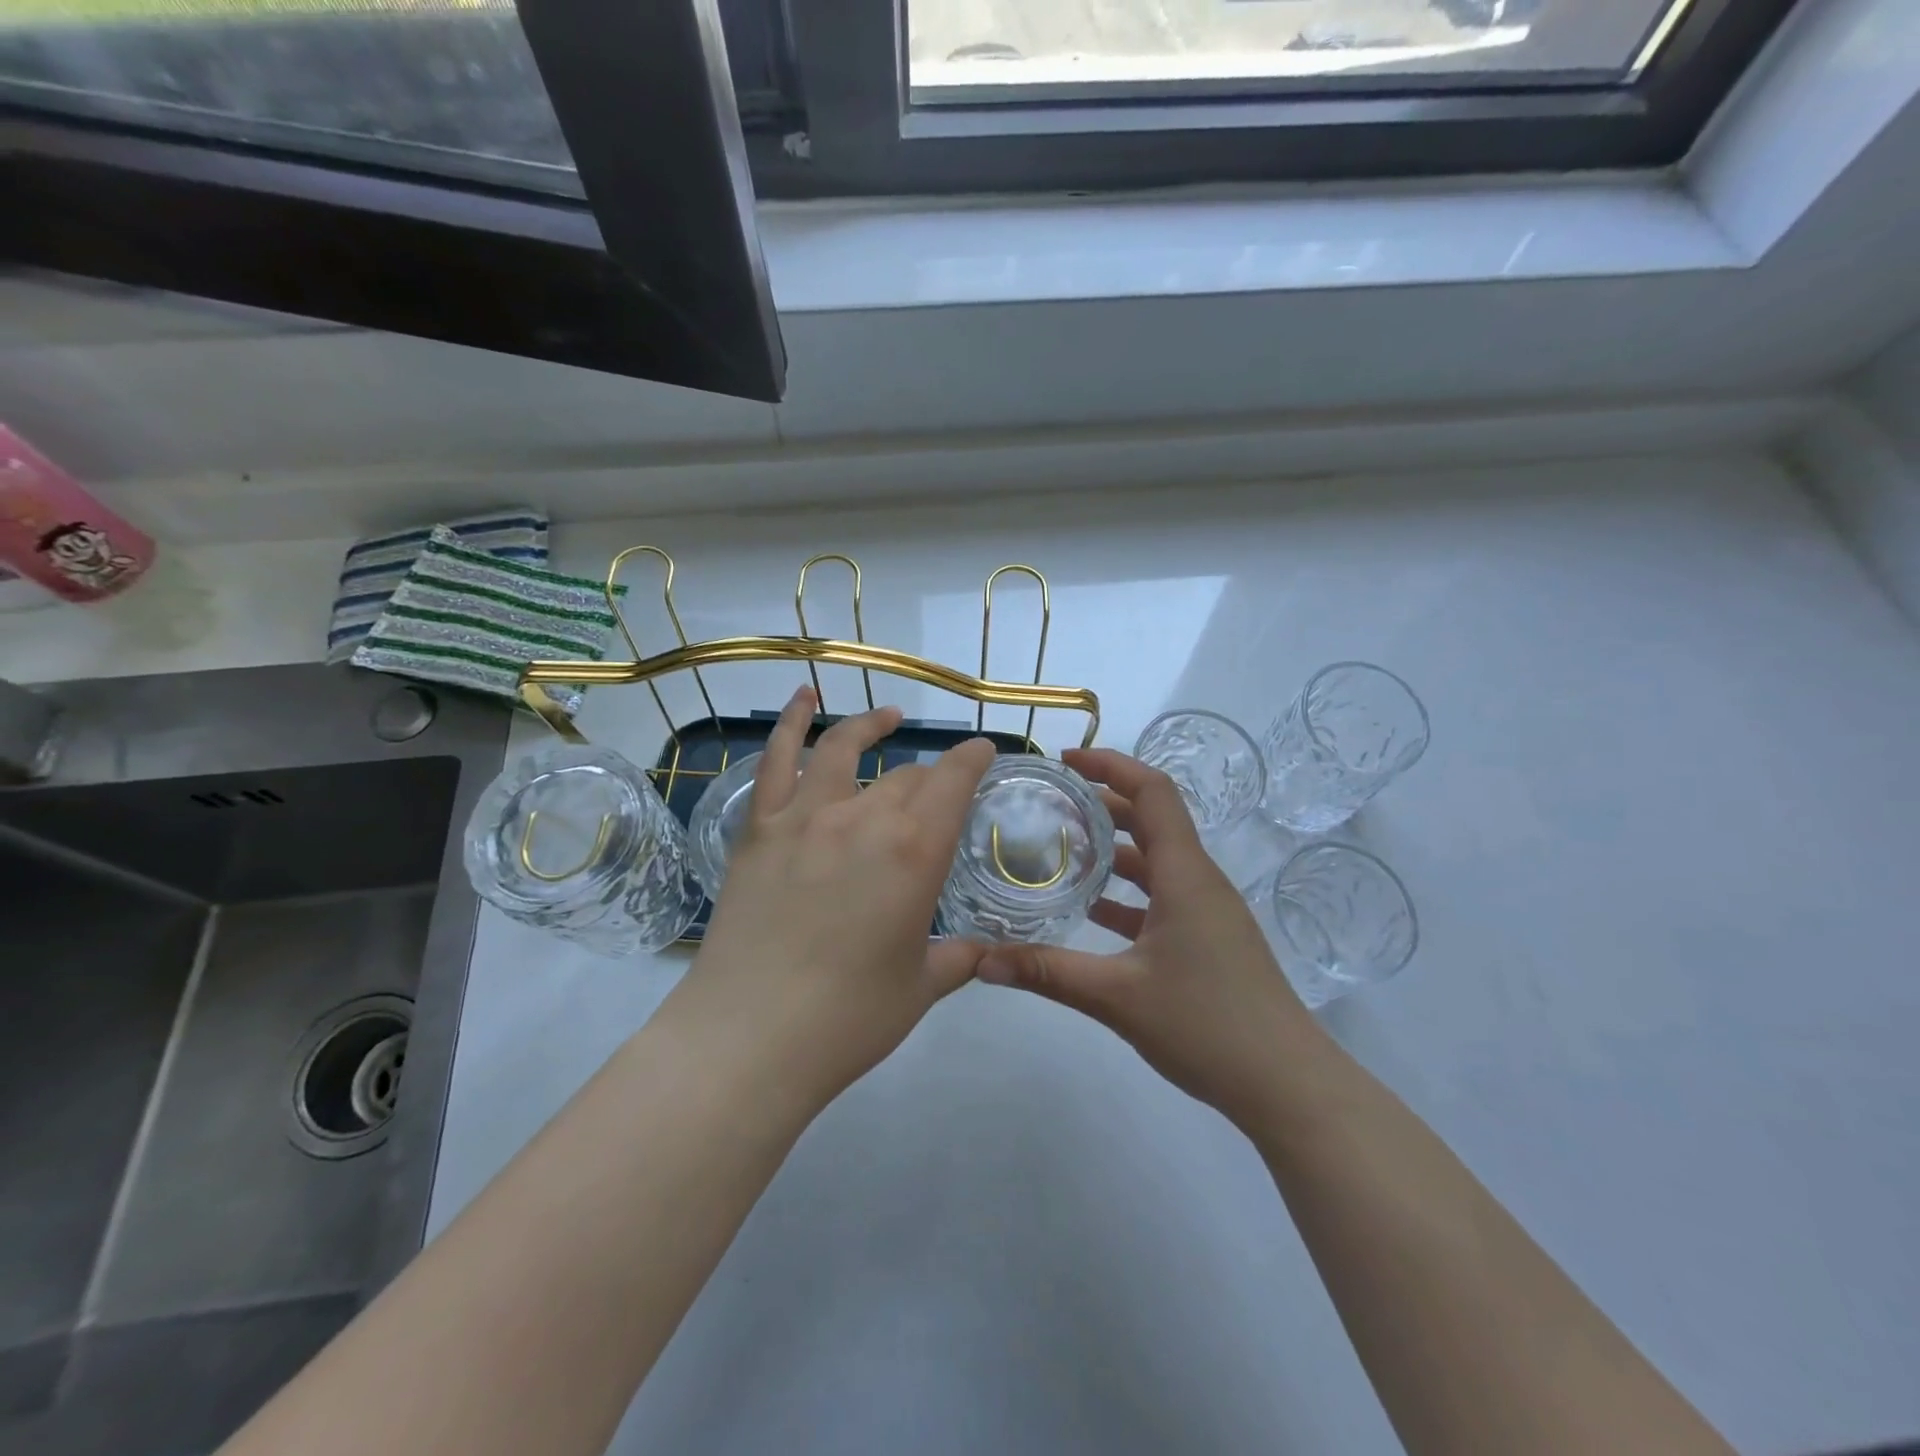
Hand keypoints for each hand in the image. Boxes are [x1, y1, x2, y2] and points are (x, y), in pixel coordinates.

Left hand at [676, 686, 995, 1107]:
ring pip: (846, 750)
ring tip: (889, 718)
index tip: (984, 751)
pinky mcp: (759, 828)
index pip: (955, 782)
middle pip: (907, 778)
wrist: (750, 1036)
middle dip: (931, 777)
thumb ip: (959, 958)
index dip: (973, 759)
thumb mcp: (921, 987)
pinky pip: (776, 761)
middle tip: (938, 791)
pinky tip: (802, 697)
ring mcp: (805, 817)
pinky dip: (791, 722)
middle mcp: (865, 818)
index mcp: (916, 852)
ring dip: (873, 726)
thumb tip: (984, 951)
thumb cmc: (849, 1018)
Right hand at [977, 748, 1313, 1123]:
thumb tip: (981, 961)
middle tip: (1050, 805)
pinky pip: (1163, 897)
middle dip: (1102, 805)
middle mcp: (1199, 881)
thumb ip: (1047, 972)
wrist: (1288, 1085)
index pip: (1153, 792)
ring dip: (1114, 850)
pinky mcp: (1209, 940)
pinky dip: (1127, 893)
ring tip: (1061, 850)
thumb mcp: (1117, 997)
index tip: (1065, 762)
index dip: (1111, 766)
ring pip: (1157, 861)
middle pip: (1152, 820)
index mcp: (1185, 875)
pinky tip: (1091, 912)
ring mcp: (1208, 912)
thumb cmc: (1208, 1026)